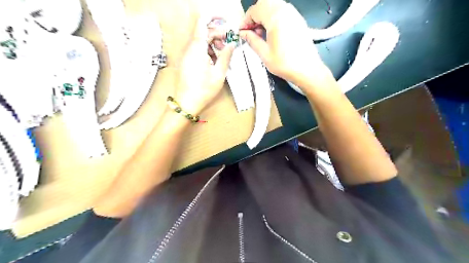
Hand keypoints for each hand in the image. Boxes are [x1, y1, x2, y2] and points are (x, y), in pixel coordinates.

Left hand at [175, 16, 235, 114]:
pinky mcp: (186, 61)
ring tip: (223, 55)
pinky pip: (197, 50)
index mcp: (197, 48)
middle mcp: (189, 48)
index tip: (225, 19)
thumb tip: (232, 43)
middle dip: (218, 34)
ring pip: (201, 41)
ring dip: (213, 44)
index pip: (202, 22)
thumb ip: (226, 56)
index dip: (213, 16)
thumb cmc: (203, 90)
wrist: (186, 103)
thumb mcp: (219, 73)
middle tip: (230, 44)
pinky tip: (215, 61)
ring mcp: (186, 54)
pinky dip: (207, 51)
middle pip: (204, 32)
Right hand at [239, 0, 333, 89]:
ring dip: (264, 16)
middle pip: (264, 4)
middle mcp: (285, 10)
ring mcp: (294, 14)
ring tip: (261, 33)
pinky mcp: (298, 20)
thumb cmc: (285, 64)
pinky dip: (273, 17)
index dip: (246, 21)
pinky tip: (272, 32)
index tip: (242, 32)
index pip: (255, 10)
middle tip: (251, 31)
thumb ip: (252, 40)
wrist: (307, 69)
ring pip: (273, 5)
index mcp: (276, 17)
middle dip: (254, 16)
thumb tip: (243, 33)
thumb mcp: (264, 54)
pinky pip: (282, 11)